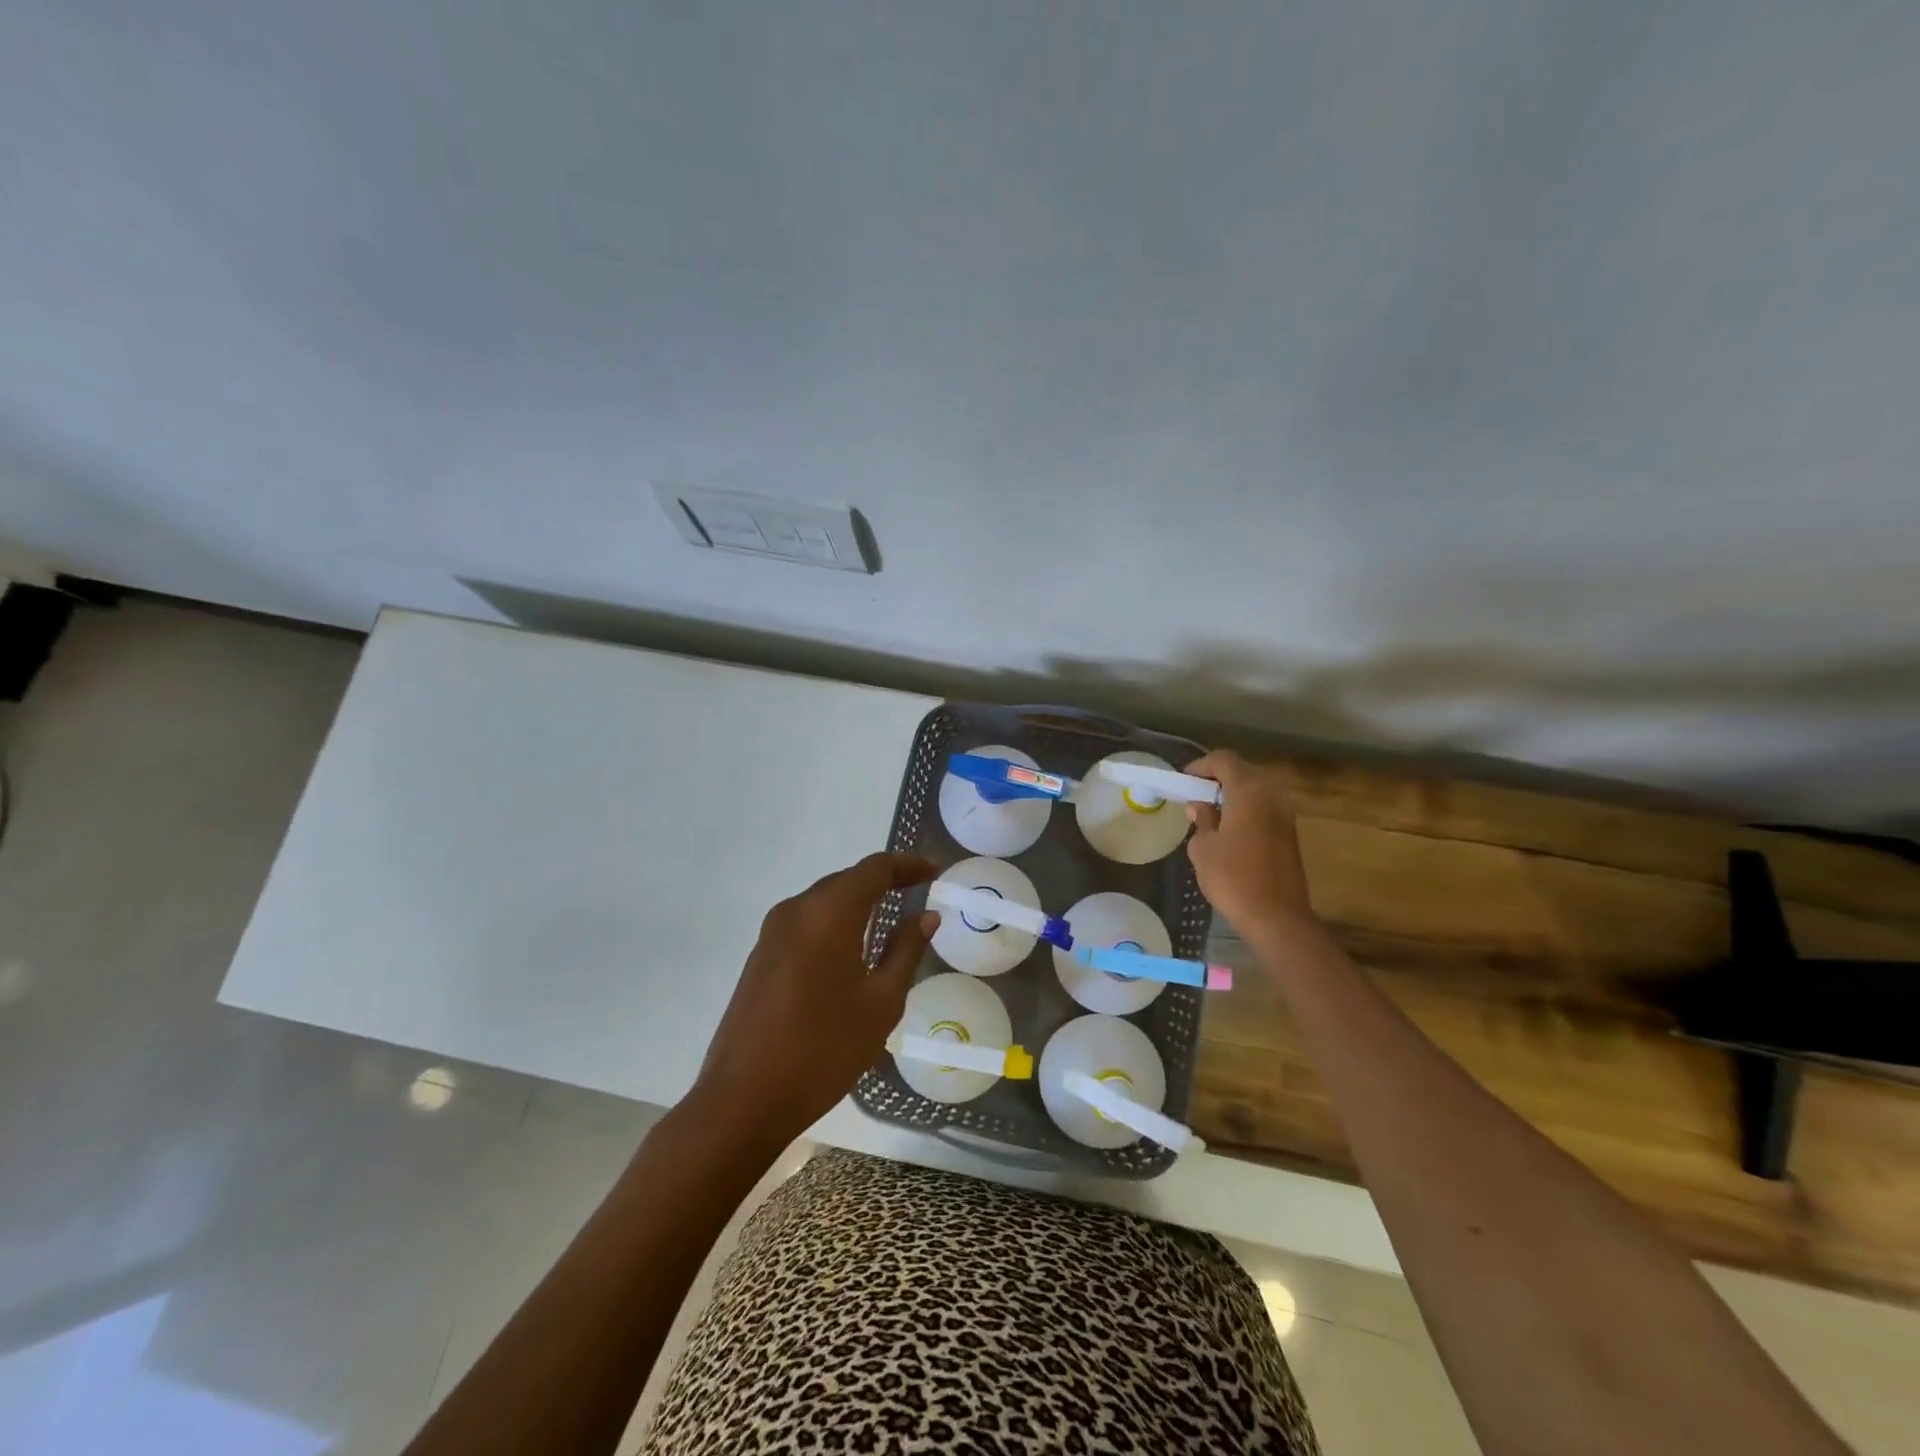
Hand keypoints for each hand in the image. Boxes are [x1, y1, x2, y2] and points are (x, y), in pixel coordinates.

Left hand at [688, 851, 938, 1154]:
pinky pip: (806, 922)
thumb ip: (905, 950)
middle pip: (847, 879)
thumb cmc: (824, 1049)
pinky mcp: (760, 955)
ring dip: (858, 902)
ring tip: (890, 919)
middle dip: (884, 881)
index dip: (908, 865)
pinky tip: (851, 949)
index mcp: (828, 912)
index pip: (875, 868)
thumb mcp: (881, 1002)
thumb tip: (926, 916)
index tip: (935, 872)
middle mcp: (796, 909)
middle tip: (917, 894)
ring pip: (824, 900)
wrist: (743, 1099)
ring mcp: (772, 932)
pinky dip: (834, 922)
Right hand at [1183, 750, 1317, 939]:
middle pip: (1242, 772)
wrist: (1276, 917)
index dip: (1201, 766)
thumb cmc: (1233, 877)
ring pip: (1255, 791)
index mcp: (1248, 792)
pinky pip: (1264, 809)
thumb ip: (1202, 820)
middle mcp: (1271, 795)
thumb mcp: (1203, 847)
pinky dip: (1245, 810)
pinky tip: (1229, 831)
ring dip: (1233, 796)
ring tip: (1210, 814)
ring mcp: (1285, 814)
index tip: (1184, 781)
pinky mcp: (1290, 834)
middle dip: (1217, 779)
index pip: (1224, 760)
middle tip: (1194, 796)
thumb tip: (1201, 807)